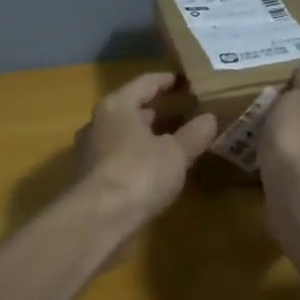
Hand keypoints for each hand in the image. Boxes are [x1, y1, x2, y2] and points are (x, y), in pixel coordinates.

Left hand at [74, 72, 217, 221]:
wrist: (98, 219)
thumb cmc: (139, 173)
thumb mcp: (175, 153)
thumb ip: (193, 134)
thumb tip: (210, 118)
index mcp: (117, 106)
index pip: (144, 83)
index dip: (166, 81)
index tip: (182, 80)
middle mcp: (97, 123)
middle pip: (130, 109)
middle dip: (156, 111)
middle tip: (182, 112)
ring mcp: (90, 151)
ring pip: (122, 135)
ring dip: (145, 136)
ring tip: (172, 141)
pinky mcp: (89, 178)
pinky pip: (118, 157)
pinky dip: (136, 157)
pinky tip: (154, 169)